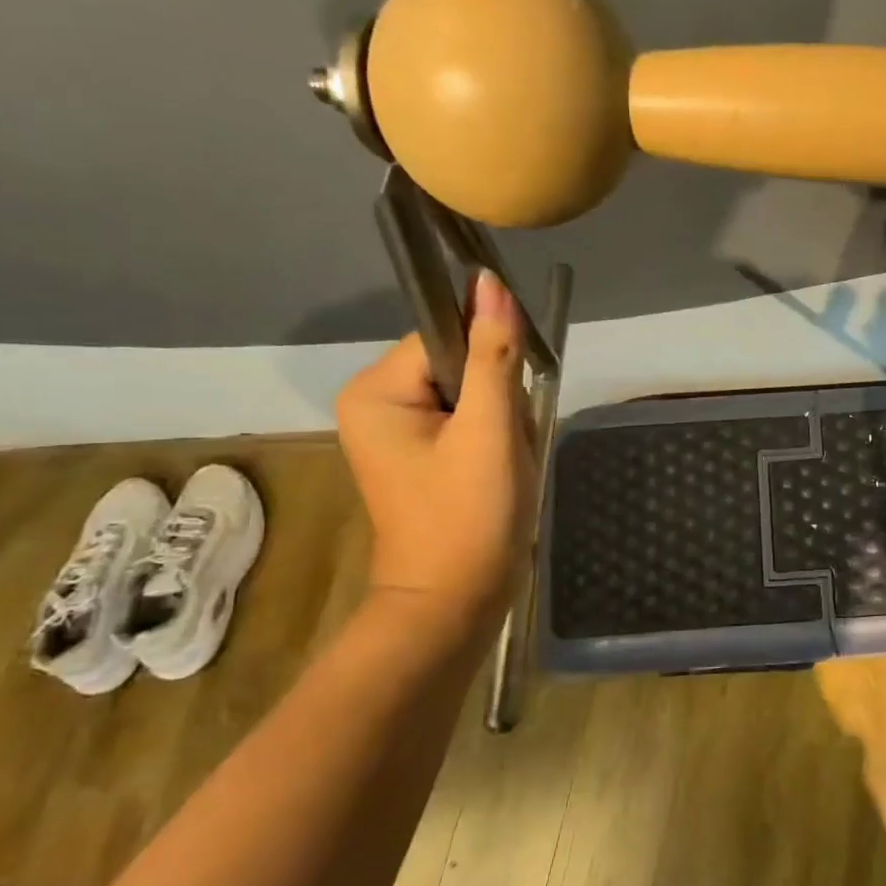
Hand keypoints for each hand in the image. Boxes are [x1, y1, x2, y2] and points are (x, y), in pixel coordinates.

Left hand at [336, 272, 534, 626]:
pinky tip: (500, 472)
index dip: (490, 361)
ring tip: (503, 465)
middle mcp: (376, 403)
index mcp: (375, 391)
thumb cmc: (469, 515)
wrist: (457, 601)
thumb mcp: (490, 430)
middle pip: (460, 364)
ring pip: (473, 394)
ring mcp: (397, 432)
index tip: (509, 405)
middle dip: (499, 400)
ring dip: (503, 423)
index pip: (446, 336)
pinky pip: (469, 421)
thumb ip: (494, 354)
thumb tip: (492, 283)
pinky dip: (496, 440)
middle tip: (505, 447)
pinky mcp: (421, 455)